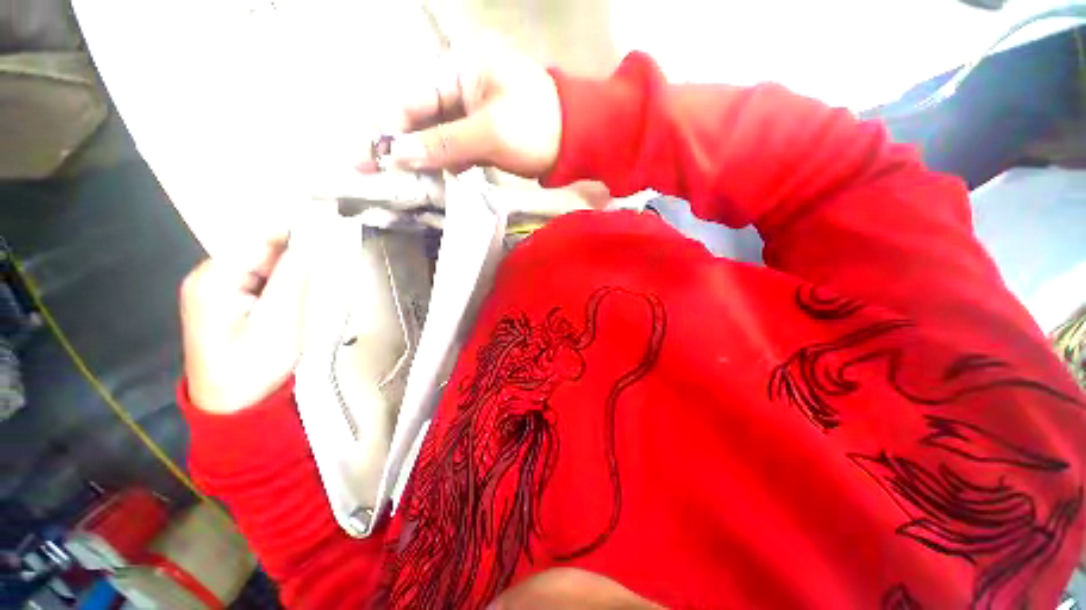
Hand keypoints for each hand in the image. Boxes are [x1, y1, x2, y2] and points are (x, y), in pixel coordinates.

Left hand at [180, 238, 307, 413]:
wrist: (232, 404)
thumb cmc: (253, 366)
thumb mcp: (280, 321)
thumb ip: (293, 278)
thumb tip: (311, 243)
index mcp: (213, 279)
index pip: (259, 238)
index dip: (296, 235)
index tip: (329, 238)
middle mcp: (207, 276)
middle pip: (259, 249)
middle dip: (293, 258)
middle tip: (320, 277)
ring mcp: (213, 288)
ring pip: (261, 263)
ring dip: (288, 273)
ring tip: (304, 295)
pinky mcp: (223, 299)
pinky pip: (257, 278)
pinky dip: (279, 283)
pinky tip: (289, 301)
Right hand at [367, 51, 562, 178]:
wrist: (576, 141)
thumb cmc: (538, 127)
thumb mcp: (490, 133)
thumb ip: (443, 143)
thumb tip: (398, 154)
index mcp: (459, 69)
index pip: (411, 98)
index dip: (386, 128)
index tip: (365, 157)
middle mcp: (459, 85)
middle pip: (419, 116)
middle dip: (400, 145)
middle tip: (373, 172)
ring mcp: (471, 110)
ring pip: (436, 134)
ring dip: (422, 157)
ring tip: (404, 181)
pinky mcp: (482, 132)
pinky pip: (455, 146)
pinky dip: (445, 162)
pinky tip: (436, 177)